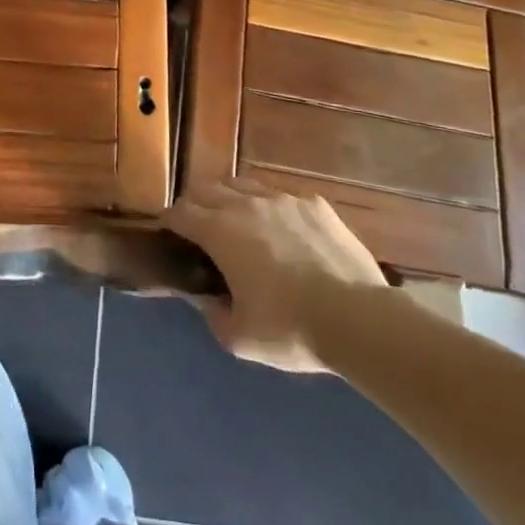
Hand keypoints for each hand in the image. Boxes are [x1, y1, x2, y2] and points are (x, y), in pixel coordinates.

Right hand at [165, 181, 387, 371]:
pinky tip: (285, 231)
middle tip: (199, 225)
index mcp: (220, 231)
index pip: (181, 212)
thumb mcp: (240, 339)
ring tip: (238, 220)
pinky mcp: (315, 204)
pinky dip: (273, 209)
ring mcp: (283, 199)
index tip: (168, 231)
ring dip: (232, 199)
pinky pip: (283, 197)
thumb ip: (215, 316)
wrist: (357, 318)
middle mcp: (246, 204)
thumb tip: (209, 301)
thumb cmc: (290, 329)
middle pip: (208, 189)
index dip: (170, 221)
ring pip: (244, 185)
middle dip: (197, 203)